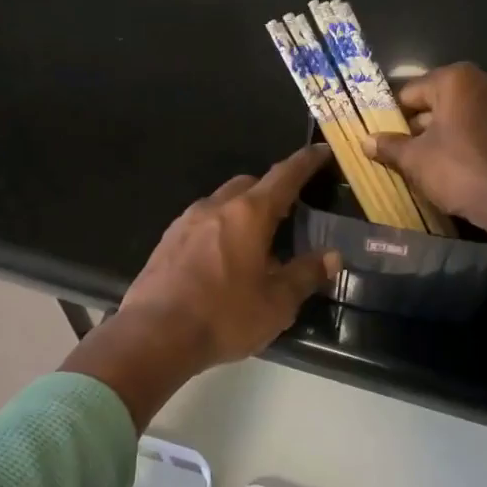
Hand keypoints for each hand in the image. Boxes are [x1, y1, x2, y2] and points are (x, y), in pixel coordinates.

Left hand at [62, 146, 340, 429]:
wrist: (154, 335)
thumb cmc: (224, 316)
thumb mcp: (277, 302)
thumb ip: (305, 274)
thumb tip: (332, 256)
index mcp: (249, 214)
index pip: (284, 176)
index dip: (305, 162)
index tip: (320, 151)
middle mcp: (216, 206)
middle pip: (249, 184)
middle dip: (271, 190)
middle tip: (289, 210)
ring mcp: (186, 221)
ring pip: (222, 201)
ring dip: (243, 209)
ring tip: (257, 239)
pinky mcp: (167, 241)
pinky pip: (201, 222)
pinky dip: (219, 228)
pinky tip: (223, 257)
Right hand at [363, 62, 486, 266]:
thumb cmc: (459, 170)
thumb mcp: (415, 159)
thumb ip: (389, 146)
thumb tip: (366, 141)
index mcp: (455, 79)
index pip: (410, 93)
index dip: (392, 116)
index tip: (384, 138)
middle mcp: (484, 82)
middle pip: (438, 102)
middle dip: (419, 126)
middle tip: (402, 153)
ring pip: (461, 116)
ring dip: (443, 135)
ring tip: (427, 164)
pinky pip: (482, 129)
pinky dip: (467, 143)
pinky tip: (457, 168)